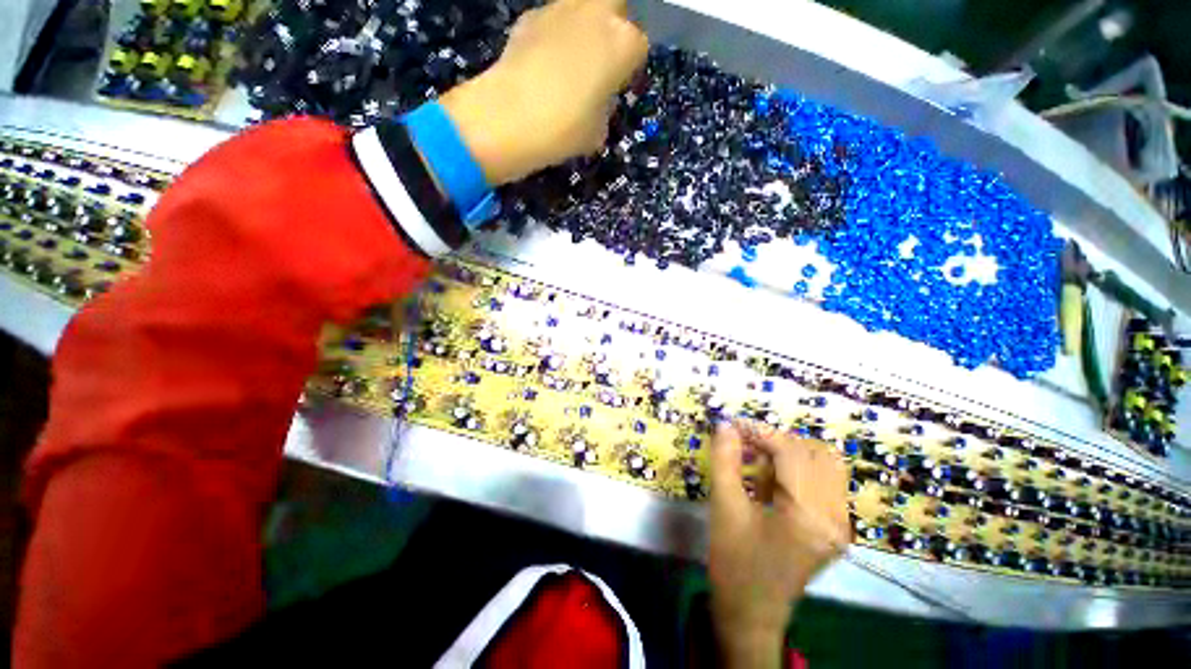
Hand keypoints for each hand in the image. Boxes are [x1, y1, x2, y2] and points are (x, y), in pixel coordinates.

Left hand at [440, 0, 648, 184]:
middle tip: (600, 60)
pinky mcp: (529, 16)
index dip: (628, 68)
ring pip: (582, 8)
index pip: (638, 46)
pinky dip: (551, 37)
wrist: (509, 117)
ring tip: (567, 63)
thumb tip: (597, 102)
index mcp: (623, 43)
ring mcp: (560, 9)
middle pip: (615, 6)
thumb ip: (603, 108)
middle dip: (611, 28)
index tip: (617, 86)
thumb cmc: (565, 129)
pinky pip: (550, 21)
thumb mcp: (597, 132)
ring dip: (581, 29)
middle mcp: (597, 13)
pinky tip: (541, 64)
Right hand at [708, 420, 849, 667]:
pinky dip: (797, 468)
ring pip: (824, 464)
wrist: (750, 612)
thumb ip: (724, 460)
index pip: (792, 452)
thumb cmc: (733, 561)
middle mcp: (836, 516)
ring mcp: (840, 523)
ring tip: (757, 458)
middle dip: (776, 440)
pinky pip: (823, 481)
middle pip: (815, 452)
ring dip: (790, 452)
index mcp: (810, 515)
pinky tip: (770, 478)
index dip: (761, 431)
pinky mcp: (835, 527)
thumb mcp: (724, 506)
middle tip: (744, 442)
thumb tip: (725, 424)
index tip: (733, 424)